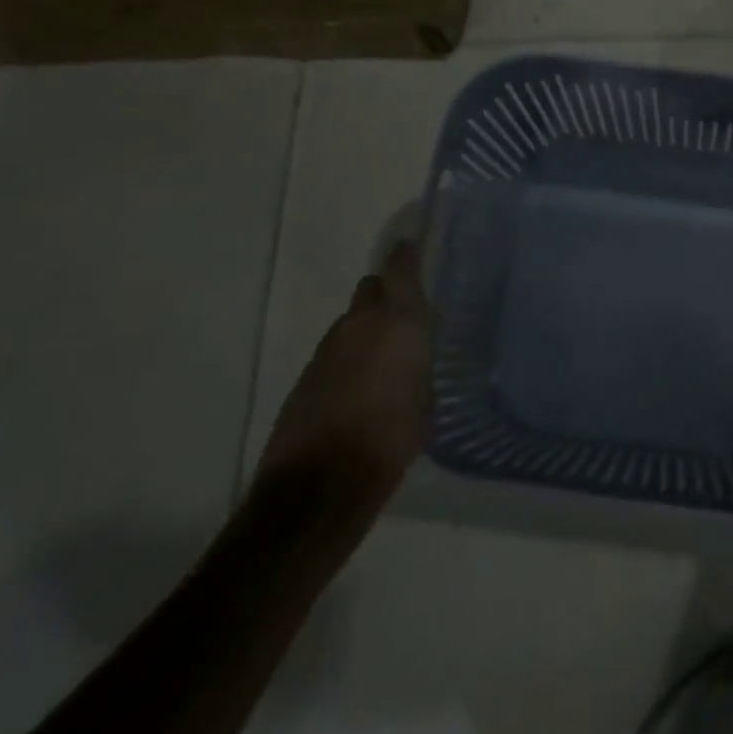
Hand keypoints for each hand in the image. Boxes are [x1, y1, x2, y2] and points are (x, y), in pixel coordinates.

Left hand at [254, 241, 432, 545]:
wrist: (320, 484)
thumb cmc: (391, 439)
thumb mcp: (426, 401)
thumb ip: (421, 366)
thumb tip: (417, 358)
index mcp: (397, 322)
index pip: (399, 268)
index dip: (407, 256)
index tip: (414, 249)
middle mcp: (360, 323)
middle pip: (371, 288)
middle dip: (386, 293)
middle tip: (405, 315)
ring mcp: (328, 348)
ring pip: (351, 321)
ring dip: (366, 329)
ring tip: (385, 359)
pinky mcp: (306, 374)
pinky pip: (336, 351)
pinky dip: (349, 358)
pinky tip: (360, 386)